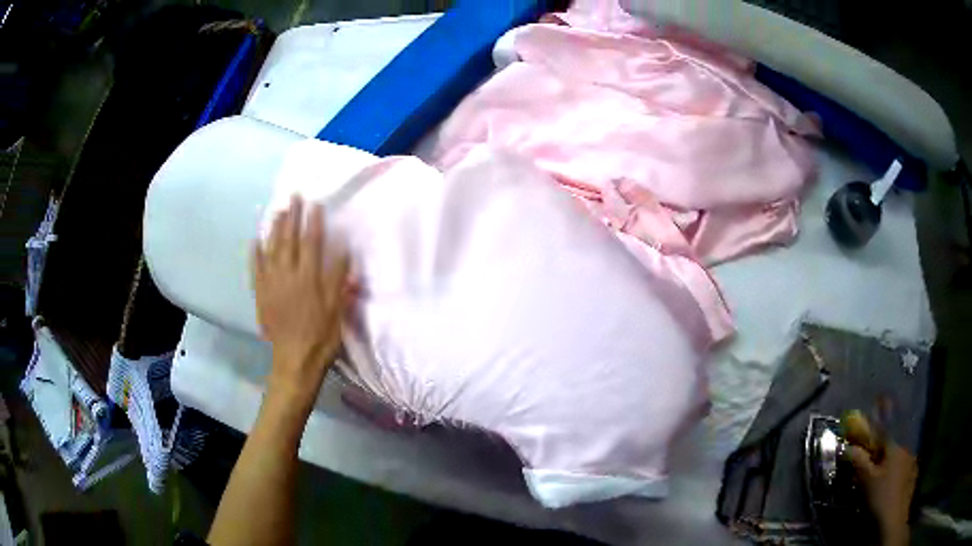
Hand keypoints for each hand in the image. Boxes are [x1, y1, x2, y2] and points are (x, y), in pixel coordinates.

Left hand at [252, 196, 351, 407]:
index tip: (315, 204)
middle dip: (292, 217)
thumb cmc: (321, 336)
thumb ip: (338, 278)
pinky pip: (255, 270)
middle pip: (288, 241)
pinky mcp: (261, 295)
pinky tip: (255, 241)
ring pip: (270, 250)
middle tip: (293, 197)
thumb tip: (342, 248)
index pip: (311, 243)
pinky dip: (254, 254)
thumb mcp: (337, 309)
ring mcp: (271, 284)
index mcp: (308, 278)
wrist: (295, 360)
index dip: (313, 222)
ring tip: (277, 211)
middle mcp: (287, 276)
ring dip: (273, 229)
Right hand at [844, 410, 916, 545]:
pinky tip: (888, 489)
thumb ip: (859, 461)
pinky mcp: (912, 477)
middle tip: (866, 472)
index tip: (859, 447)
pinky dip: (894, 476)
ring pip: (896, 461)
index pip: (881, 435)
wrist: (893, 520)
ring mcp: (911, 464)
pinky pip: (902, 471)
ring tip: (876, 483)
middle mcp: (905, 450)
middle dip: (878, 457)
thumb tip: (848, 447)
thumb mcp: (866, 481)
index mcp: (895, 447)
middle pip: (889, 449)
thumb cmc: (880, 498)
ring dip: (886, 468)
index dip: (869, 440)